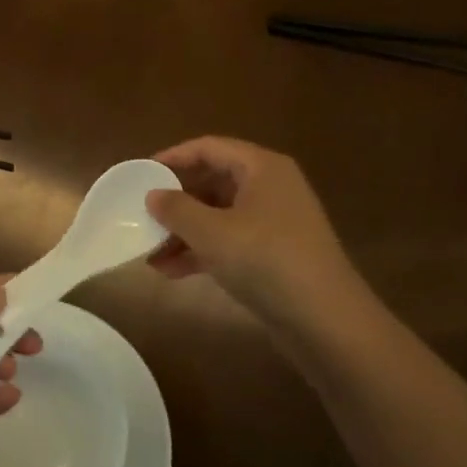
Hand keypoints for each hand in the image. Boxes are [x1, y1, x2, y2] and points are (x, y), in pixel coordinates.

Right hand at [146, 136, 364, 332]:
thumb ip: (176, 209)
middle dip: (176, 203)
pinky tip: (172, 272)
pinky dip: (202, 251)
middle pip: (213, 183)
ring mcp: (274, 222)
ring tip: (150, 253)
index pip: (209, 148)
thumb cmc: (265, 259)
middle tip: (142, 215)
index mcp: (261, 168)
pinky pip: (229, 242)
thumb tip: (154, 195)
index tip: (142, 172)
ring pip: (218, 216)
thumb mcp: (211, 232)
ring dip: (184, 232)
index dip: (173, 157)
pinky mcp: (274, 254)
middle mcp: (270, 187)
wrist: (324, 319)